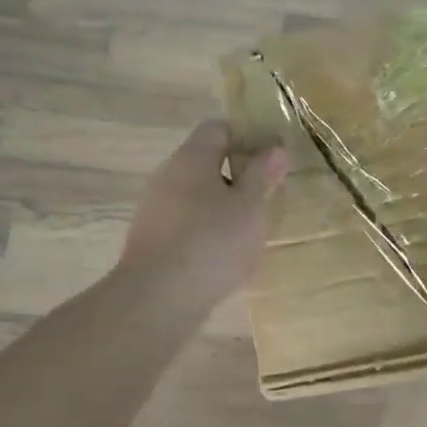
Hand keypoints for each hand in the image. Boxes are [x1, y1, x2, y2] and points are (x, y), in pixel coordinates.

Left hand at [120, 121, 287, 302]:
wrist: (158, 298)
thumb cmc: (212, 242)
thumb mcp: (250, 207)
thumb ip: (262, 175)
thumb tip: (275, 148)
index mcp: (191, 157)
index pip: (218, 128)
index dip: (247, 137)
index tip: (271, 159)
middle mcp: (167, 175)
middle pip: (206, 162)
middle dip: (237, 176)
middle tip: (266, 197)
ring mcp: (154, 208)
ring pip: (196, 195)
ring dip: (222, 206)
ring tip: (249, 231)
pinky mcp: (151, 239)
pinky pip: (185, 223)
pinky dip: (206, 231)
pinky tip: (223, 256)